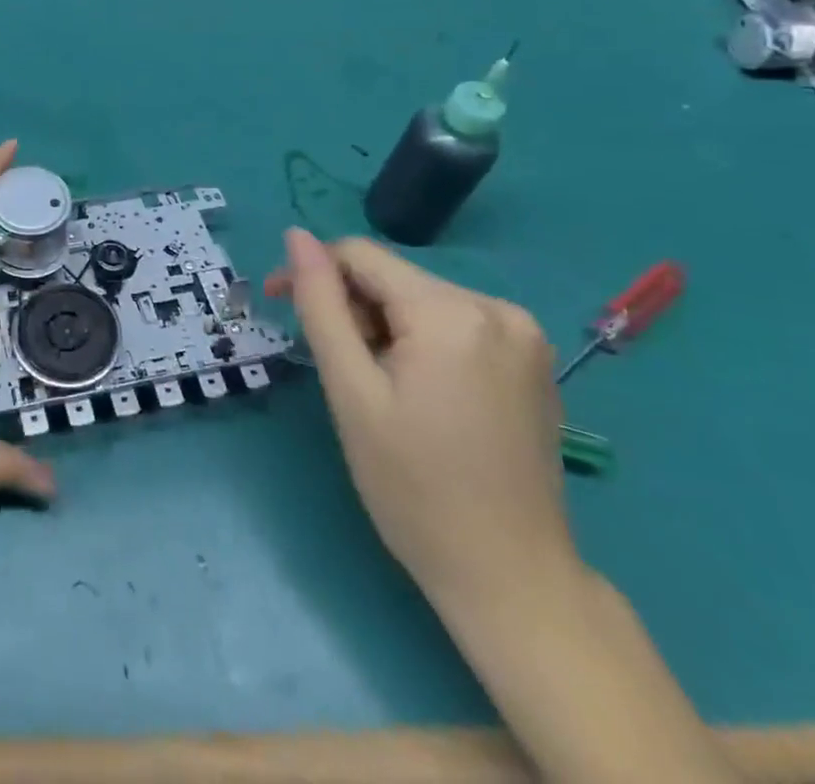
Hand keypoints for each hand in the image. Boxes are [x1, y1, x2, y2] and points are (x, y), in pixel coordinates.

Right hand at [266, 231, 577, 610]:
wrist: (511, 578)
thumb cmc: (414, 488)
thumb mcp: (351, 391)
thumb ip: (321, 304)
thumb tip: (296, 236)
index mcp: (451, 312)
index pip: (360, 255)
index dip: (313, 272)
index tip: (280, 305)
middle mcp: (497, 307)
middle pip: (394, 279)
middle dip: (353, 309)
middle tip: (341, 373)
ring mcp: (525, 333)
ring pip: (421, 300)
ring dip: (385, 327)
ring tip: (379, 388)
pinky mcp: (534, 359)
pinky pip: (456, 323)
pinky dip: (422, 341)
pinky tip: (420, 392)